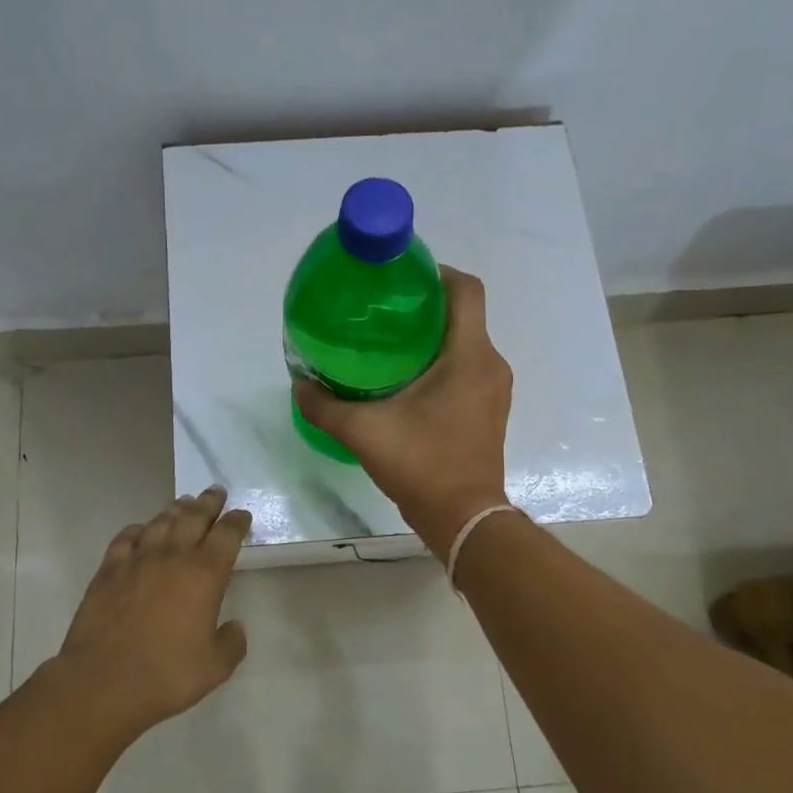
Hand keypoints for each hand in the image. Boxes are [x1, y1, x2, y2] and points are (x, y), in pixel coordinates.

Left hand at [53, 485, 252, 735]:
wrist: (103, 681)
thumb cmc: (166, 674)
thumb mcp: (215, 667)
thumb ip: (231, 643)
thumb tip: (235, 627)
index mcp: (205, 574)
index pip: (227, 535)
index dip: (237, 522)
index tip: (242, 515)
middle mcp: (173, 556)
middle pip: (194, 517)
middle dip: (208, 502)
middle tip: (216, 491)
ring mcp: (137, 559)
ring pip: (161, 522)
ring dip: (176, 510)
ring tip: (184, 503)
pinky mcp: (108, 570)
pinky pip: (126, 538)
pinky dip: (138, 530)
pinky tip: (141, 531)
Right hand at [293, 266, 512, 558]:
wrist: (464, 519)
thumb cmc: (422, 465)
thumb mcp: (363, 432)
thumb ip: (325, 406)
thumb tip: (299, 385)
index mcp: (469, 356)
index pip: (466, 290)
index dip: (437, 272)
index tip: (401, 278)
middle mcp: (490, 365)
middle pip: (464, 314)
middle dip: (425, 306)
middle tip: (382, 311)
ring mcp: (494, 390)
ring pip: (466, 343)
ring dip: (433, 336)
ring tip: (389, 343)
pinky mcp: (488, 410)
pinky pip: (468, 368)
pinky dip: (441, 363)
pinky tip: (405, 380)